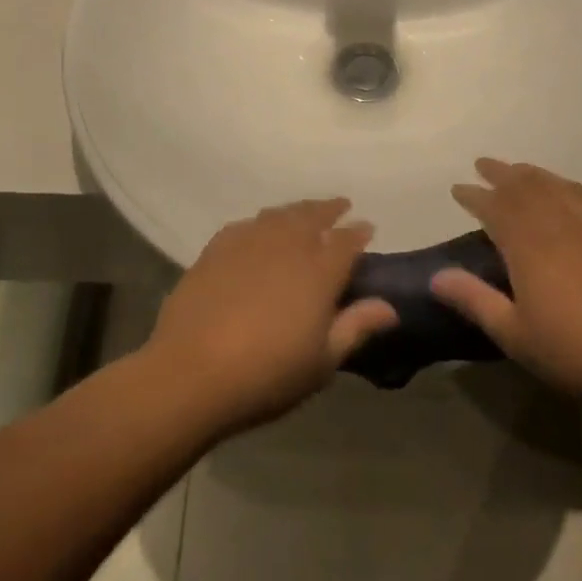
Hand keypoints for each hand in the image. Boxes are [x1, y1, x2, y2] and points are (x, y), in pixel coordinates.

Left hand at [143, 199, 396, 433]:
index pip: (346, 240)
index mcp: (319, 271)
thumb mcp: (322, 361)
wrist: (191, 373)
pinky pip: (246, 225)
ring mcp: (248, 243)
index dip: (359, 232)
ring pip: (279, 215)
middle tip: (340, 206)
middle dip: (329, 209)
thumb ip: (356, 327)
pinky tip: (260, 230)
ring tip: (304, 213)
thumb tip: (390, 307)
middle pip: (312, 216)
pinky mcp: (215, 250)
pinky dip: (261, 223)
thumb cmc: (267, 374)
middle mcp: (286, 246)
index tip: (367, 228)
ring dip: (297, 210)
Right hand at [430, 160, 581, 403]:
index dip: (475, 196)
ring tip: (518, 169)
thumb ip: (474, 299)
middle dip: (501, 173)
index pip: (495, 208)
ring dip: (534, 174)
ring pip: (558, 187)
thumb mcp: (513, 333)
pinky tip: (570, 188)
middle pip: (526, 188)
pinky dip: (573, 187)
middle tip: (483, 164)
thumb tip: (436, 276)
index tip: (458, 189)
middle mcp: (559, 226)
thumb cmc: (572, 350)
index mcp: (529, 247)